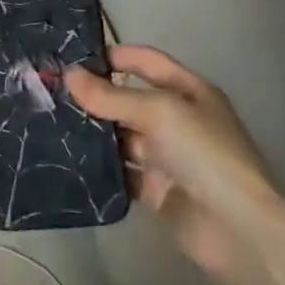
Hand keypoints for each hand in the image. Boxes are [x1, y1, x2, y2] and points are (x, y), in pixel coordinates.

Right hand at [64, 45, 281, 277]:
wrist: (236, 228)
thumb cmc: (203, 153)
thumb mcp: (158, 112)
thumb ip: (111, 95)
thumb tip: (68, 74)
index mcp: (188, 91)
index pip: (145, 62)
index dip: (112, 56)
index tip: (70, 58)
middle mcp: (176, 119)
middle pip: (127, 99)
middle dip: (93, 95)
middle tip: (48, 93)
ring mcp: (164, 155)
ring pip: (119, 136)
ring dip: (90, 131)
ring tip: (48, 123)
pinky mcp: (153, 188)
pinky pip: (118, 170)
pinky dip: (96, 166)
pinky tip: (65, 158)